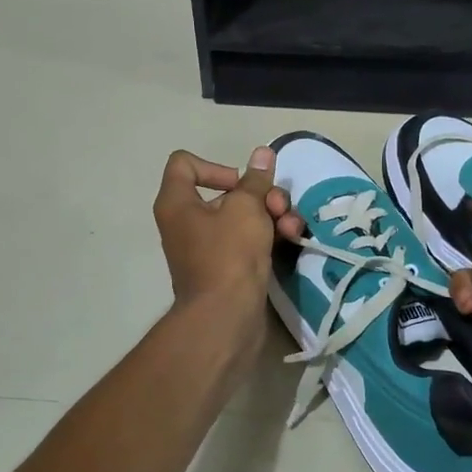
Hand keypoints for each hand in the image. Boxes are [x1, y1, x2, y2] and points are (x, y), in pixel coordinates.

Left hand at [153, 147, 294, 319]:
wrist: (226, 318)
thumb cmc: (228, 254)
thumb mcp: (247, 208)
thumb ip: (256, 180)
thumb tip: (261, 153)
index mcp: (177, 203)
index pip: (184, 164)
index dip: (216, 166)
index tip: (241, 183)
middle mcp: (187, 222)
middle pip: (226, 192)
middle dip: (260, 195)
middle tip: (279, 207)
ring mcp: (208, 247)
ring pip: (244, 216)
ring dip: (273, 214)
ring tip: (292, 227)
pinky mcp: (228, 267)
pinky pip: (249, 240)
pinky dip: (269, 235)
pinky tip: (293, 239)